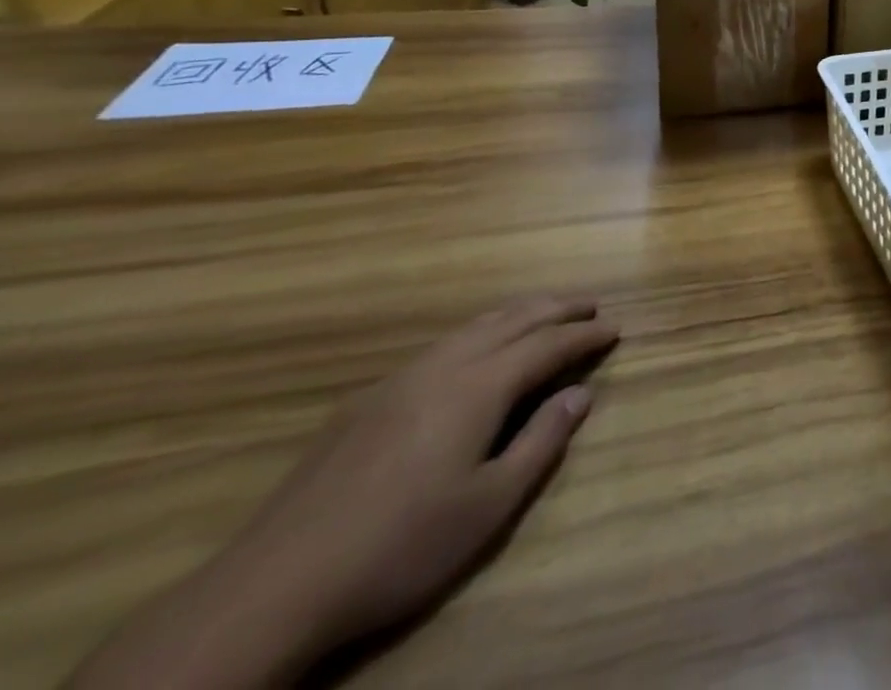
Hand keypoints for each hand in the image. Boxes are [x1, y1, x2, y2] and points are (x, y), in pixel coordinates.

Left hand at [71, 295, 618, 689]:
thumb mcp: (489, 506)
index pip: (548, 345)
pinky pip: (443, 344)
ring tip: (544, 312)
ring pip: (474, 326)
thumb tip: (581, 394)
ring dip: (518, 313)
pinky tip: (476, 349)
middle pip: (513, 320)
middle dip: (557, 308)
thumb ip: (541, 443)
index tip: (615, 328)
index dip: (584, 335)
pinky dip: (480, 332)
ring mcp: (402, 378)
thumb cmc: (400, 547)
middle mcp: (445, 366)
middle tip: (590, 304)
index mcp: (479, 387)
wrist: (275, 585)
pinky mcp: (369, 399)